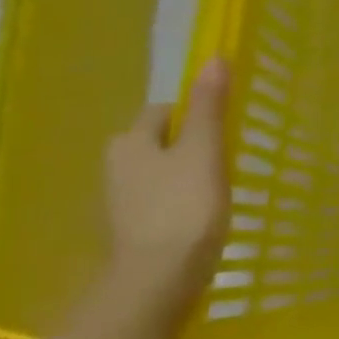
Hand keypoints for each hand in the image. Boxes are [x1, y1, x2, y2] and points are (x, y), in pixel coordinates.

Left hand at [103, 60, 228, 304]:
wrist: (157, 282)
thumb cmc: (184, 208)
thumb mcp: (205, 151)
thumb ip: (210, 107)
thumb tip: (213, 57)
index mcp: (129, 142)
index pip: (164, 111)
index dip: (195, 114)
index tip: (223, 131)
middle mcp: (115, 167)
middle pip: (158, 142)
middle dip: (187, 146)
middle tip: (224, 160)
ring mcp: (119, 202)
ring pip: (158, 173)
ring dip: (183, 176)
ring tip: (217, 190)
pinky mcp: (130, 231)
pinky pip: (158, 202)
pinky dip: (177, 204)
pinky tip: (200, 218)